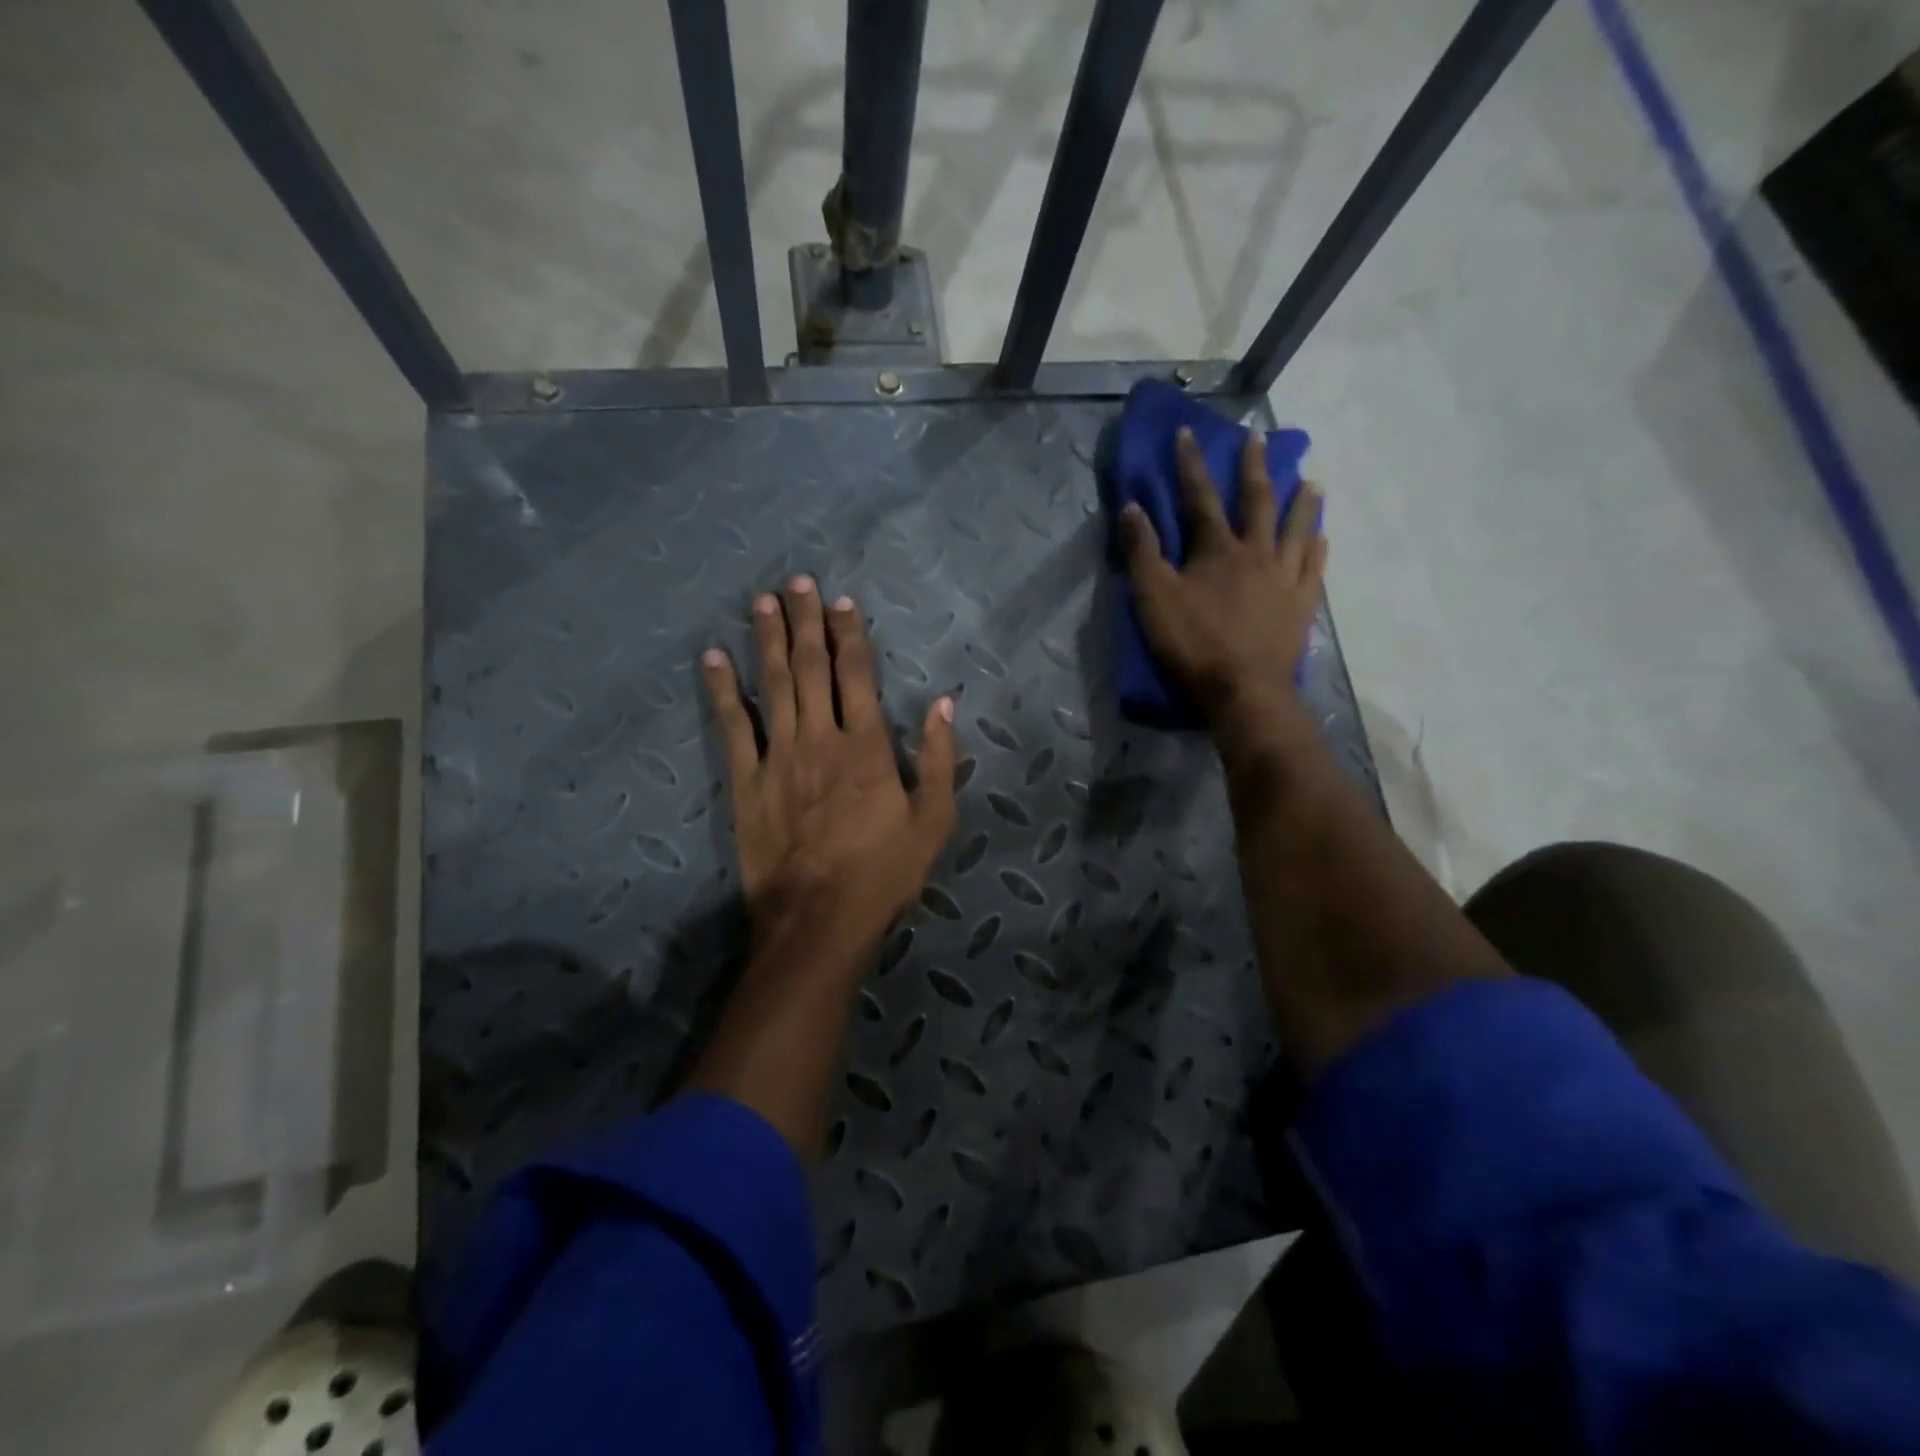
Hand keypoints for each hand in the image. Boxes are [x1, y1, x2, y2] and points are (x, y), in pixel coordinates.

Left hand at [702, 575, 957, 954]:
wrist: (819, 919)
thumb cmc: (884, 872)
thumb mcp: (933, 820)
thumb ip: (941, 759)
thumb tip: (945, 703)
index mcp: (867, 746)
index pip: (857, 675)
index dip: (849, 635)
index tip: (841, 601)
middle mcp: (820, 738)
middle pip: (811, 668)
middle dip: (804, 621)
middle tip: (795, 581)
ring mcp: (778, 757)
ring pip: (772, 685)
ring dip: (767, 640)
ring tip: (761, 601)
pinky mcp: (746, 782)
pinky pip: (732, 727)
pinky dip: (722, 690)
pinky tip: (712, 658)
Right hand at [1120, 427, 1325, 728]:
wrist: (1243, 690)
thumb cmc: (1193, 644)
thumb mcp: (1153, 598)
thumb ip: (1142, 552)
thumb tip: (1131, 507)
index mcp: (1217, 550)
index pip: (1200, 497)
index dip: (1191, 465)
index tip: (1189, 433)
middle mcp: (1256, 554)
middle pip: (1257, 502)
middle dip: (1254, 468)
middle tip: (1260, 439)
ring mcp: (1285, 579)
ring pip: (1296, 530)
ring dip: (1301, 502)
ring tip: (1311, 480)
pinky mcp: (1302, 606)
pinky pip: (1314, 569)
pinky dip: (1317, 548)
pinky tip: (1322, 537)